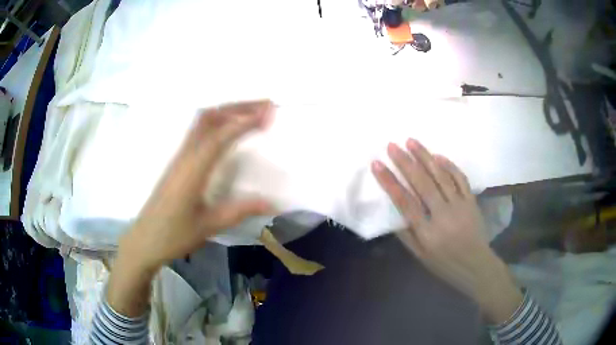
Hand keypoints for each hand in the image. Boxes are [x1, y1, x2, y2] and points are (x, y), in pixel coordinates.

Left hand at [108, 100, 274, 316]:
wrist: (144, 240)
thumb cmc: (173, 235)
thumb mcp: (209, 226)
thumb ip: (240, 210)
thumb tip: (272, 202)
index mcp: (193, 169)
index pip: (220, 136)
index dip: (245, 121)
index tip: (269, 113)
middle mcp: (185, 155)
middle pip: (209, 117)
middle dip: (238, 107)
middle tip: (265, 105)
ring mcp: (179, 157)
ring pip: (202, 122)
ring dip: (227, 112)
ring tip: (252, 113)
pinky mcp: (177, 162)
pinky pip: (198, 131)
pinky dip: (217, 122)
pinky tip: (228, 130)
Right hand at [371, 139, 522, 323]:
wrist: (476, 266)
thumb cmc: (445, 264)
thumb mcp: (420, 256)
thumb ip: (406, 235)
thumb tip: (393, 213)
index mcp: (427, 233)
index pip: (404, 202)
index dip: (389, 182)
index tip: (377, 164)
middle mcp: (443, 215)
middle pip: (422, 184)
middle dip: (405, 162)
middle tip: (392, 145)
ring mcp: (460, 206)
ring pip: (441, 176)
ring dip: (425, 157)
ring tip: (411, 141)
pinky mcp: (471, 201)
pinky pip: (461, 179)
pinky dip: (450, 166)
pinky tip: (438, 156)